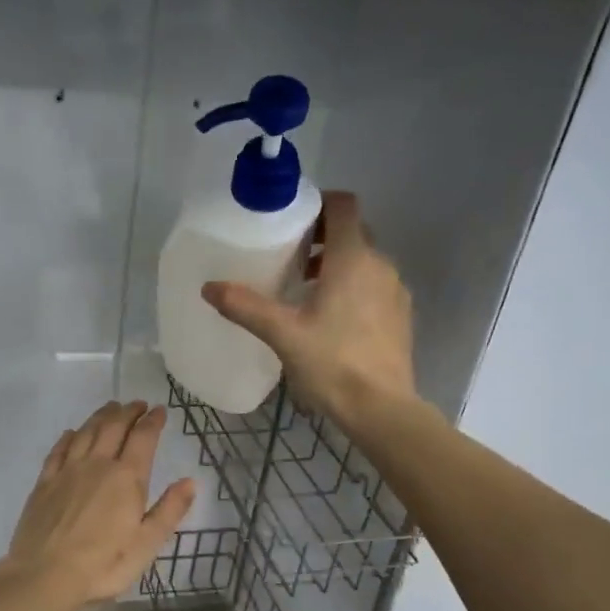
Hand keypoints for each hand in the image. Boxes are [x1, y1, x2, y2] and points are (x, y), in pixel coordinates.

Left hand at [0, 401, 196, 606]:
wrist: (44, 575)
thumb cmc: (103, 565)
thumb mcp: (147, 544)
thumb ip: (169, 510)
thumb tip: (190, 481)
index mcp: (126, 478)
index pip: (143, 438)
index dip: (152, 421)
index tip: (159, 410)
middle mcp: (97, 465)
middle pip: (113, 427)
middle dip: (128, 412)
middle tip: (137, 404)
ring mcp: (67, 471)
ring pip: (86, 432)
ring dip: (100, 416)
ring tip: (110, 408)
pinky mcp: (44, 483)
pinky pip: (58, 450)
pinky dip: (69, 437)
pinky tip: (71, 433)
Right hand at [201, 191, 415, 422]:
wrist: (382, 408)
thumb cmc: (332, 363)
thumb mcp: (282, 334)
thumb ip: (245, 306)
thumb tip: (209, 287)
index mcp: (353, 258)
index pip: (343, 206)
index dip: (319, 202)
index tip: (292, 218)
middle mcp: (380, 265)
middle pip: (353, 232)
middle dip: (322, 237)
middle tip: (289, 256)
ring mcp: (395, 291)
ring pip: (364, 261)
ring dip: (336, 264)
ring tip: (304, 289)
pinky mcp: (400, 316)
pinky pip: (374, 286)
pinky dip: (353, 287)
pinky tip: (330, 318)